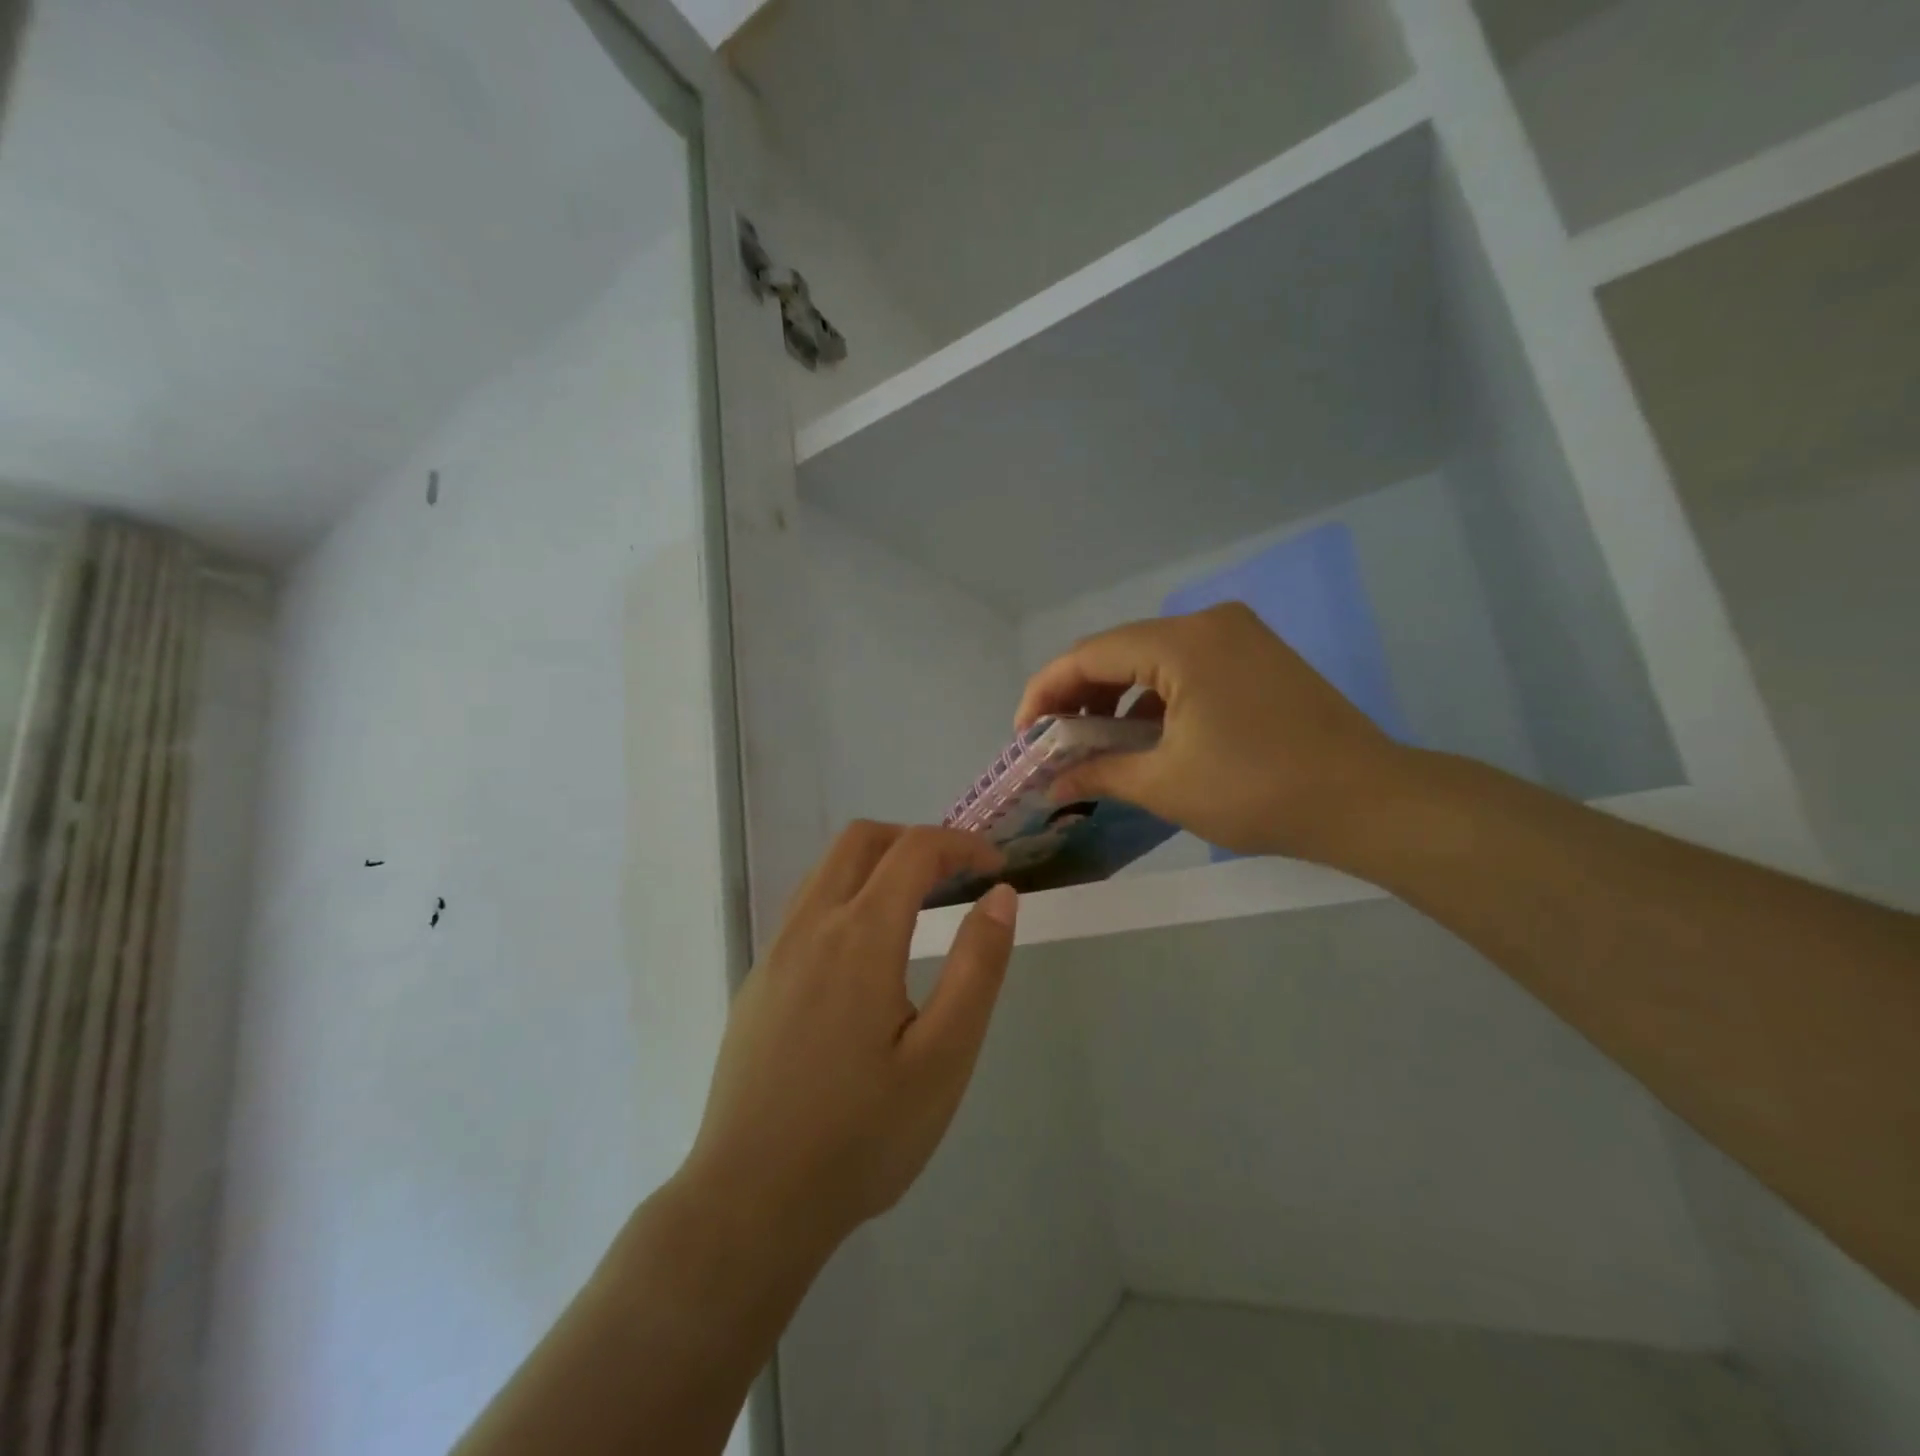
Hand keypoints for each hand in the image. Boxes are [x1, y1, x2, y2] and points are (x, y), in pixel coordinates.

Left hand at [680, 823, 1017, 1253]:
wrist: (750, 1201)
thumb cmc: (862, 1136)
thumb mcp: (944, 1057)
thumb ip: (977, 966)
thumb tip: (1001, 895)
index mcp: (860, 935)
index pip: (914, 849)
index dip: (961, 844)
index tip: (996, 867)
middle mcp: (810, 925)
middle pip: (861, 840)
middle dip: (914, 840)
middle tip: (956, 876)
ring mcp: (775, 952)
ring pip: (826, 870)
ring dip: (876, 865)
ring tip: (918, 906)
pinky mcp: (757, 981)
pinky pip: (805, 908)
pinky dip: (846, 896)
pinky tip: (865, 955)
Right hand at [1015, 602, 1410, 861]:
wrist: (1368, 800)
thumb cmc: (1258, 791)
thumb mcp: (1165, 785)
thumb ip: (1098, 773)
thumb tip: (1050, 785)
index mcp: (1182, 643)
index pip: (1088, 655)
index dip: (1045, 693)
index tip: (1025, 736)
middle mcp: (1208, 623)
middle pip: (1118, 650)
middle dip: (1078, 696)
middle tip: (1055, 743)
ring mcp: (1238, 636)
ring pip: (1151, 658)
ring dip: (1115, 697)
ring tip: (1094, 743)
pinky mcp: (1257, 656)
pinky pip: (1185, 667)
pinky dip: (1154, 697)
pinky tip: (1145, 734)